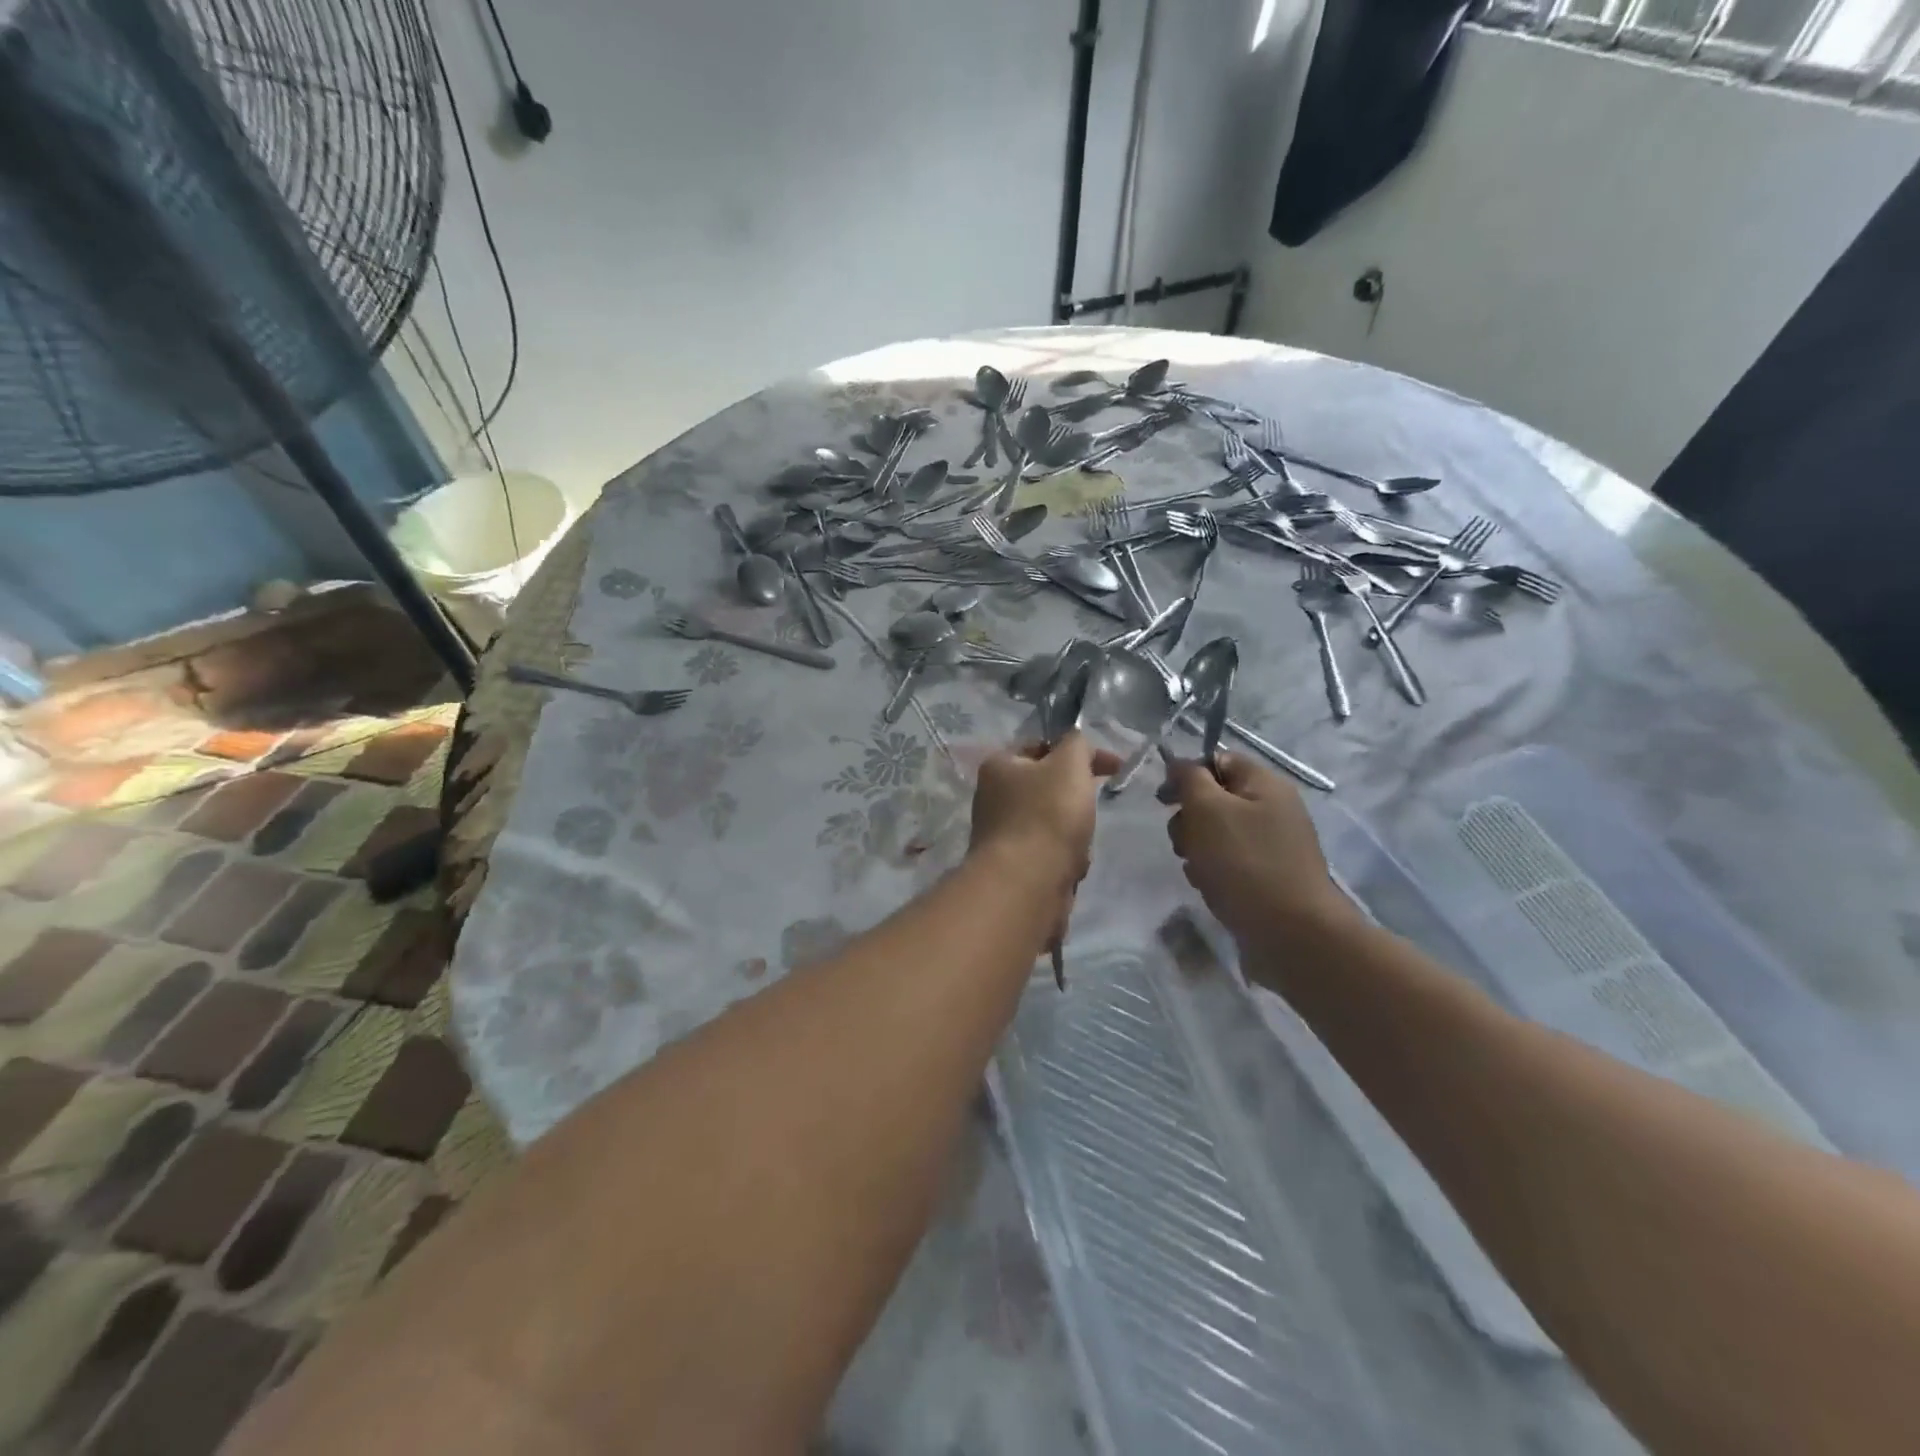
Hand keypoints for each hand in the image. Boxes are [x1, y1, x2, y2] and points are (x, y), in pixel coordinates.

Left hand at [969, 732, 1118, 890]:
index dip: (1080, 752)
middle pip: (1050, 787)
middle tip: (1090, 809)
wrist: (1026, 884)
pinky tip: (1070, 868)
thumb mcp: (1070, 763)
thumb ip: (1077, 744)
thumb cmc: (1047, 815)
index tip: (1114, 768)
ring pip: (1054, 823)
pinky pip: (1050, 854)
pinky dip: (1065, 859)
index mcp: (998, 765)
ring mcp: (1001, 833)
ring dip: (1075, 833)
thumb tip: (1077, 743)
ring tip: (1078, 845)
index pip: (1042, 746)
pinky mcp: (1013, 866)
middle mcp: (992, 796)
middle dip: (1078, 798)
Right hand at [1163, 753, 1356, 948]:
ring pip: (1215, 834)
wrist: (1291, 933)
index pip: (1218, 760)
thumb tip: (1180, 764)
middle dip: (1189, 820)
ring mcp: (1271, 845)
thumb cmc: (1245, 862)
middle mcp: (1272, 809)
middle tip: (1185, 842)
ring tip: (1200, 871)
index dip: (1187, 775)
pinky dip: (1213, 872)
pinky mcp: (1267, 877)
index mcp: (1264, 784)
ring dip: (1197, 849)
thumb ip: (1190, 779)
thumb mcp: (1208, 809)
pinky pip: (1228, 863)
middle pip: (1213, 799)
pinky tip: (1212, 888)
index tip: (1164, 800)